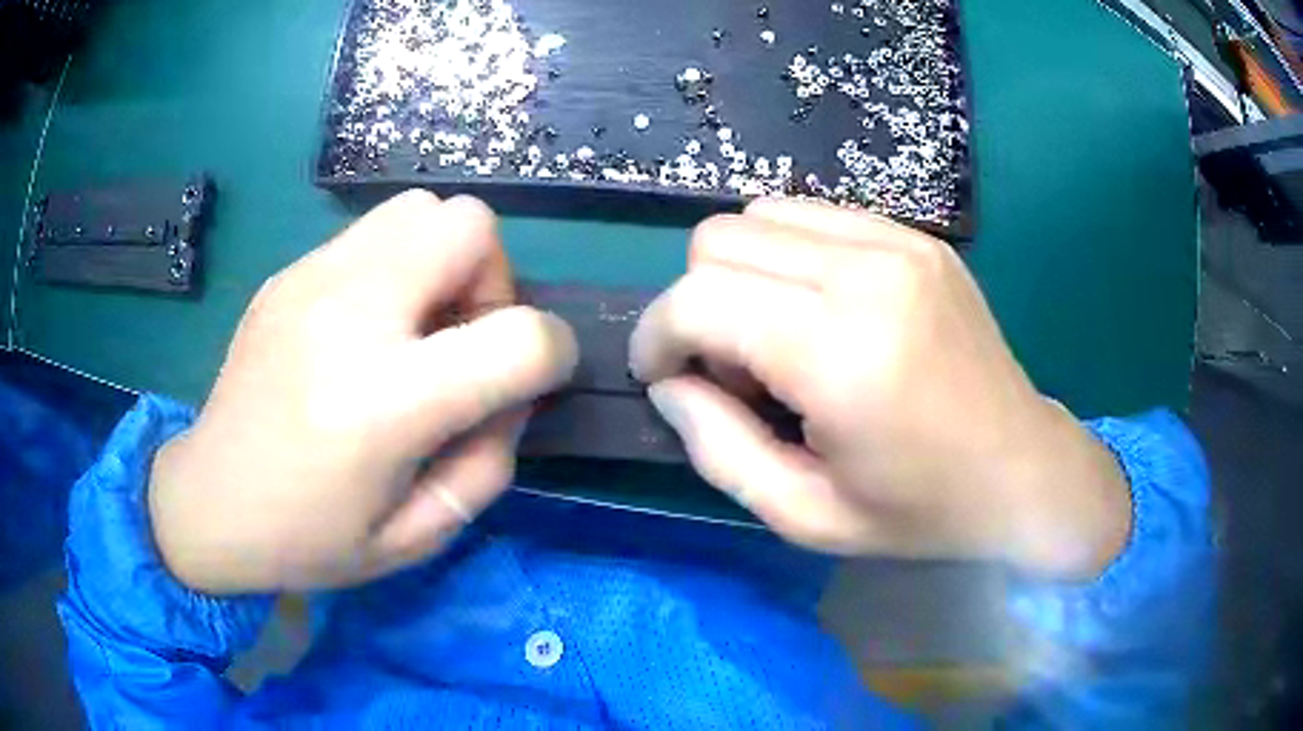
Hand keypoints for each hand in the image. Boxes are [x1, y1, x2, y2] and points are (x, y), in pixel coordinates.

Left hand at [149, 191, 576, 593]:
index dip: (552, 353)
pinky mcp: (288, 273)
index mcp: (382, 404)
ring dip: (443, 260)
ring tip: (413, 326)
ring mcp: (309, 280)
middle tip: (457, 341)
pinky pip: (372, 234)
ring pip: (421, 208)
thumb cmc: (310, 538)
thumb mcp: (418, 536)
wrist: (209, 501)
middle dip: (491, 279)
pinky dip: (395, 267)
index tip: (528, 382)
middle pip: (468, 224)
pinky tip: (362, 328)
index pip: (519, 337)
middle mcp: (347, 316)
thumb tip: (509, 394)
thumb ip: (487, 463)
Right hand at [631, 200, 1130, 578]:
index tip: (662, 377)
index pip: (699, 298)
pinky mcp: (917, 236)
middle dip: (698, 305)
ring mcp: (899, 242)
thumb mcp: (806, 516)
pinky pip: (814, 217)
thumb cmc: (919, 512)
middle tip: (734, 371)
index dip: (657, 335)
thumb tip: (669, 385)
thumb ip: (718, 449)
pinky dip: (790, 258)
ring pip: (760, 216)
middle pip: (719, 240)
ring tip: (779, 338)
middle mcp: (869, 272)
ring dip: (742, 275)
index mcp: (842, 352)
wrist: (1022, 471)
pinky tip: (821, 313)